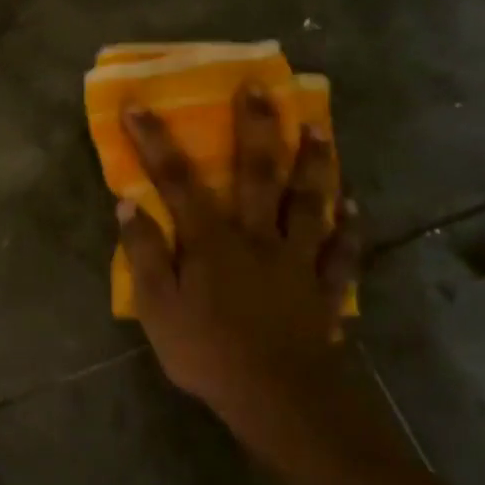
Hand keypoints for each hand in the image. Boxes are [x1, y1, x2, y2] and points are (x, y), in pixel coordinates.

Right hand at [115, 88, 361, 448]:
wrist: (277, 397)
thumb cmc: (207, 352)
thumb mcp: (157, 307)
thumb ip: (144, 253)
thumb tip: (129, 204)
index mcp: (212, 239)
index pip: (177, 180)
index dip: (155, 141)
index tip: (139, 104)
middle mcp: (257, 236)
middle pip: (257, 173)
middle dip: (255, 127)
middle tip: (260, 87)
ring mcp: (296, 259)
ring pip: (309, 201)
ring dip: (314, 162)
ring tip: (319, 128)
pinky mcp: (323, 287)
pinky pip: (341, 251)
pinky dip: (350, 227)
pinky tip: (355, 205)